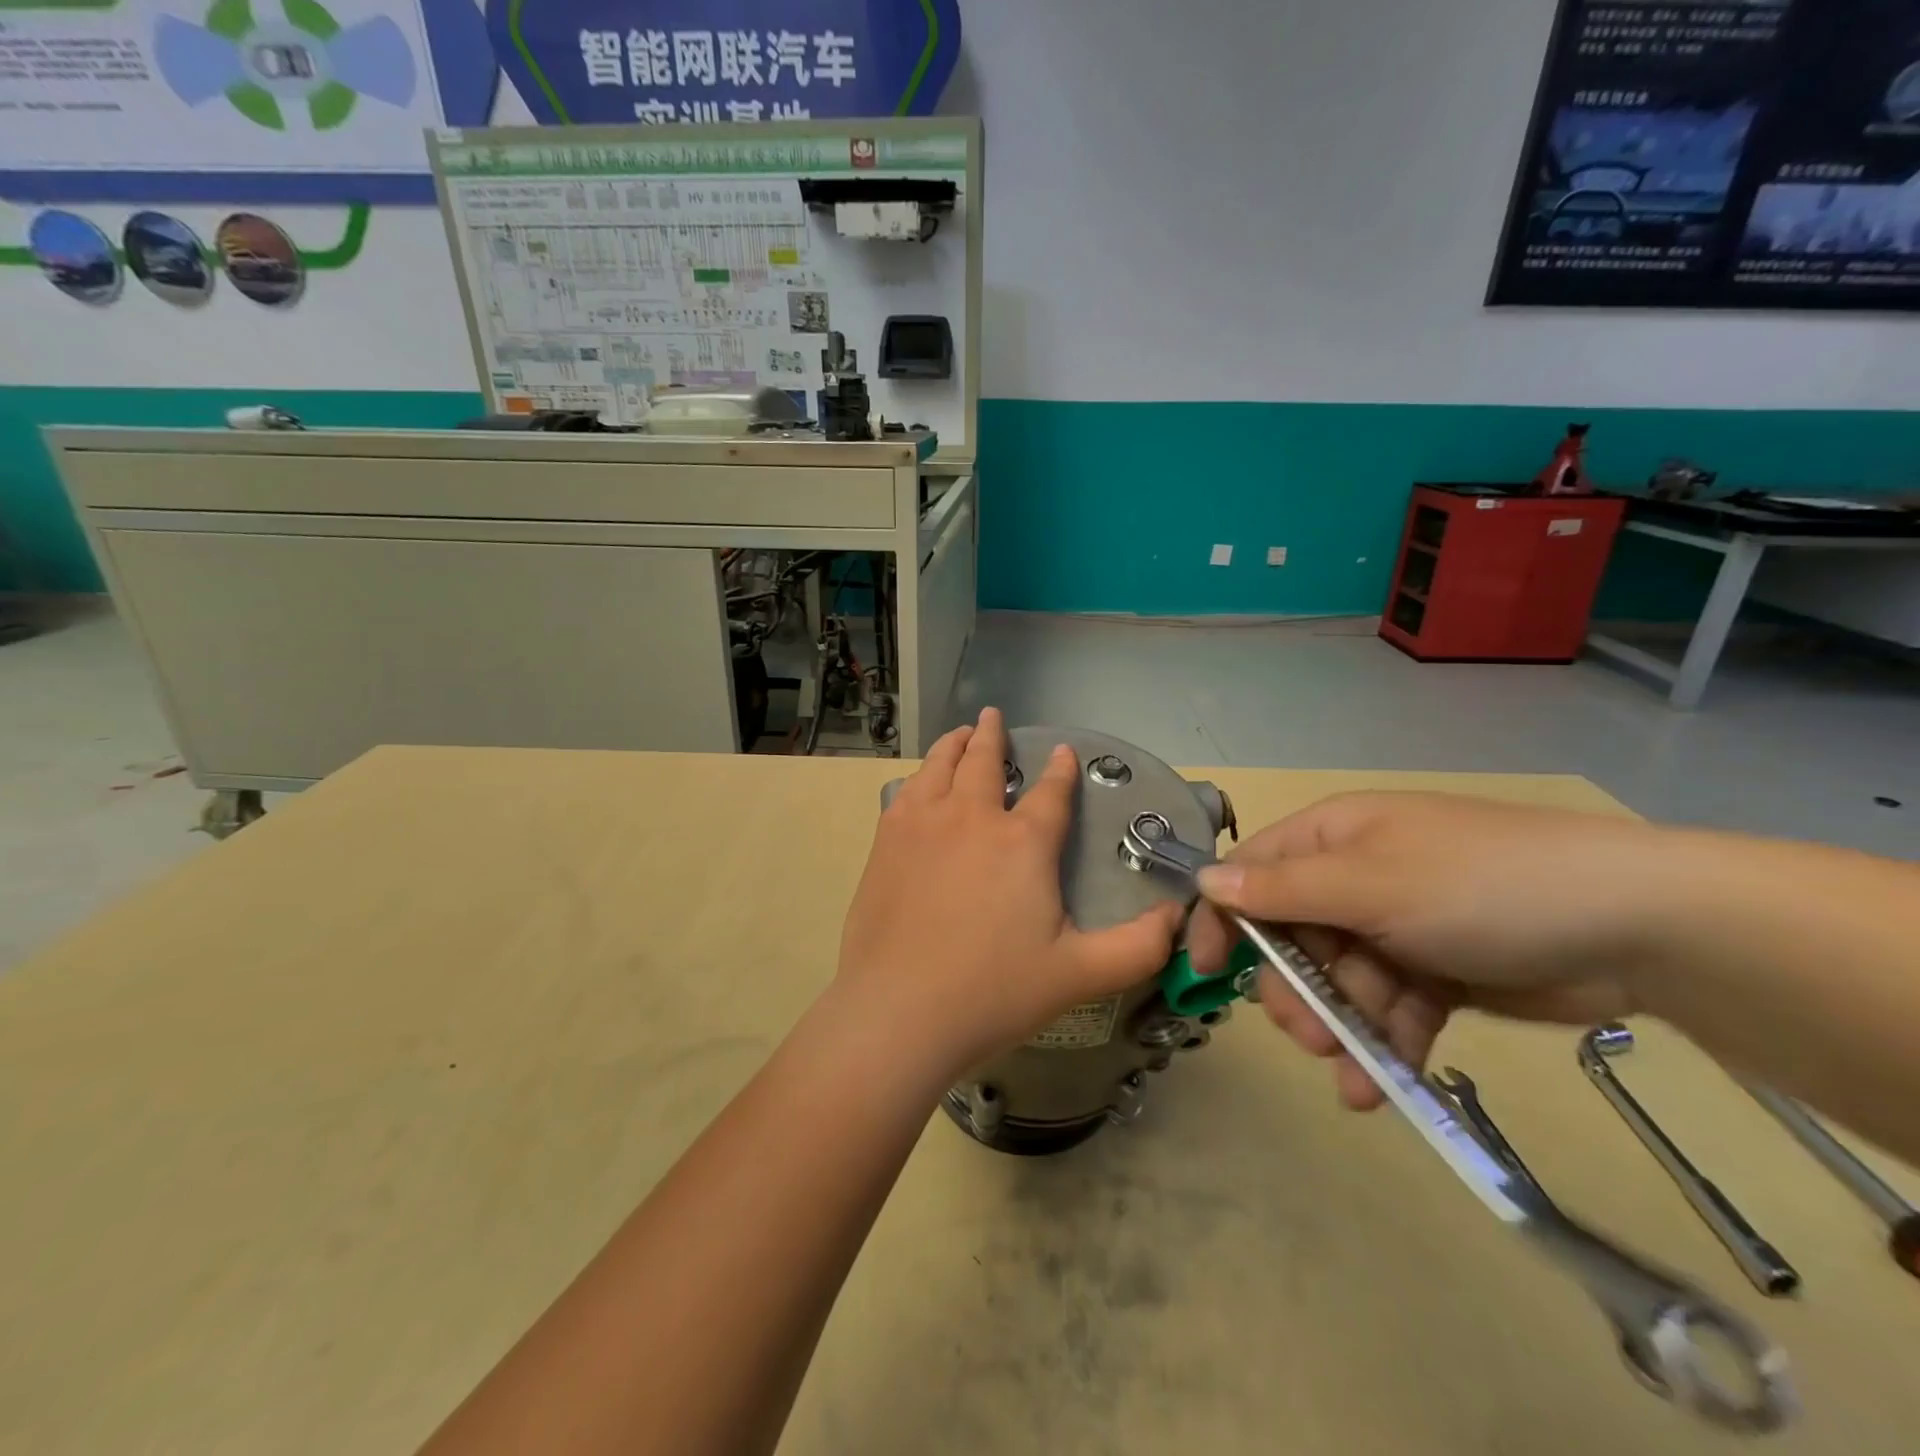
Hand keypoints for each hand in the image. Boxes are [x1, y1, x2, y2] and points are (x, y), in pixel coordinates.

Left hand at [836, 708, 1183, 1079]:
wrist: (898, 1011)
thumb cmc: (993, 992)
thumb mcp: (1080, 974)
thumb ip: (1138, 946)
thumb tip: (1179, 916)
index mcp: (1022, 843)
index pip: (1050, 793)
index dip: (1060, 770)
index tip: (1063, 751)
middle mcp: (972, 818)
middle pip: (985, 762)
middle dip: (994, 735)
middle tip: (995, 716)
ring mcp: (923, 825)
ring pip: (940, 766)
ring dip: (954, 744)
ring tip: (961, 733)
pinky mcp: (887, 842)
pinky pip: (906, 791)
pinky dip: (920, 774)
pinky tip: (921, 781)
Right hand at [1187, 792, 1658, 1109]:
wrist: (1637, 929)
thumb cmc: (1481, 888)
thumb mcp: (1371, 885)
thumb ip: (1283, 890)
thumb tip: (1204, 881)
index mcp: (1333, 839)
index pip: (1252, 873)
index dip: (1224, 918)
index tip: (1205, 971)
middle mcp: (1355, 877)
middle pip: (1292, 936)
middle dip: (1295, 989)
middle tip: (1307, 1034)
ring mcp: (1395, 926)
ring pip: (1339, 981)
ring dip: (1340, 1027)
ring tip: (1354, 1073)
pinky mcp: (1435, 972)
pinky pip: (1387, 1008)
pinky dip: (1383, 1043)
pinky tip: (1381, 1085)